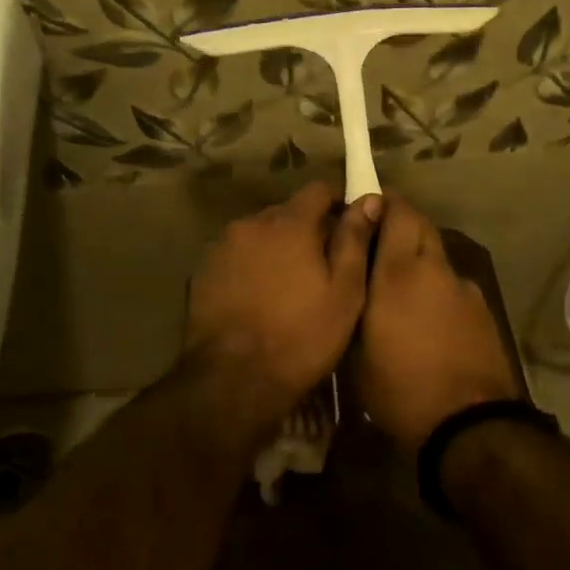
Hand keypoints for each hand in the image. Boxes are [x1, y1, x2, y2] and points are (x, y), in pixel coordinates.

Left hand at [185, 181, 381, 422]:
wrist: (233, 380)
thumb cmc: (301, 336)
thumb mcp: (345, 292)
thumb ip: (355, 240)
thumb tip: (368, 199)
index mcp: (289, 223)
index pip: (317, 189)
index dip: (337, 201)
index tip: (349, 223)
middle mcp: (250, 224)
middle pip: (286, 213)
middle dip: (305, 229)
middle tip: (322, 262)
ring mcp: (221, 247)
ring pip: (258, 235)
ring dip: (275, 248)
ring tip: (288, 284)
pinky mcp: (201, 272)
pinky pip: (235, 257)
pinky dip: (250, 266)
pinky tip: (258, 298)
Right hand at [359, 196, 518, 449]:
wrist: (470, 425)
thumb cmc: (400, 388)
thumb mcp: (357, 350)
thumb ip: (356, 301)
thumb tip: (351, 274)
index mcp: (400, 272)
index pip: (398, 211)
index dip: (382, 202)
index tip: (364, 205)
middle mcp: (436, 269)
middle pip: (422, 226)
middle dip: (400, 224)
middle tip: (377, 243)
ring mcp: (465, 288)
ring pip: (438, 256)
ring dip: (420, 259)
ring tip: (401, 290)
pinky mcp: (483, 311)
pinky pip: (453, 285)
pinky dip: (438, 288)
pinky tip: (428, 319)